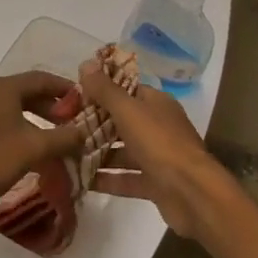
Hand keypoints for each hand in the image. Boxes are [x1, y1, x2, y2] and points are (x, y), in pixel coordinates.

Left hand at [0, 72, 88, 226]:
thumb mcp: (34, 148)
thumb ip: (64, 138)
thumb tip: (85, 132)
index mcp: (2, 88)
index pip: (41, 78)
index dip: (65, 88)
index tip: (84, 100)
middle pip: (27, 92)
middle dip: (52, 106)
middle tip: (73, 122)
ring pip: (13, 107)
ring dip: (36, 119)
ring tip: (55, 138)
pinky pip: (1, 120)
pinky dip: (20, 128)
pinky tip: (29, 149)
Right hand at [81, 58, 240, 242]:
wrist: (193, 195)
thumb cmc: (160, 143)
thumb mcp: (128, 111)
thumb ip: (105, 89)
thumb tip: (85, 63)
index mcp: (155, 103)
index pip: (124, 90)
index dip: (100, 91)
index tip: (73, 98)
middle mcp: (157, 126)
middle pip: (121, 121)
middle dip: (94, 125)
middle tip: (64, 128)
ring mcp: (157, 157)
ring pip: (122, 151)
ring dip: (97, 153)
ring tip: (66, 155)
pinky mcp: (154, 185)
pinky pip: (125, 178)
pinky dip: (106, 179)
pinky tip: (81, 180)